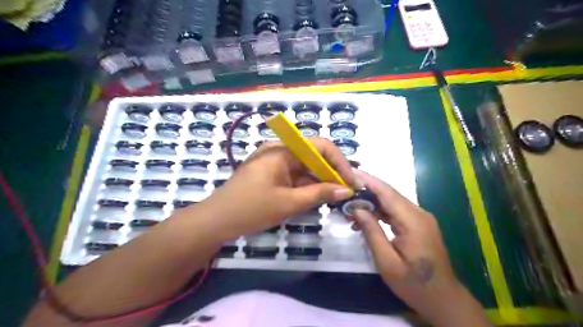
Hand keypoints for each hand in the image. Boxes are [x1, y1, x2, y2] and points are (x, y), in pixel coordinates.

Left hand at [204, 137, 360, 238]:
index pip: (320, 146)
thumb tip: (347, 190)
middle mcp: (279, 150)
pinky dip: (308, 185)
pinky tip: (319, 197)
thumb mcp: (289, 202)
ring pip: (306, 167)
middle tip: (348, 190)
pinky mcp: (271, 174)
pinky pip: (295, 175)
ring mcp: (274, 162)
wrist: (216, 221)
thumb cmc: (251, 209)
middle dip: (332, 172)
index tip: (352, 181)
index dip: (340, 162)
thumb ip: (320, 193)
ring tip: (338, 196)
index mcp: (282, 150)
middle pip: (314, 155)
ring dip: (321, 180)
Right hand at [348, 171, 487, 326]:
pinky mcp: (418, 224)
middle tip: (344, 191)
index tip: (350, 172)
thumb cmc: (413, 284)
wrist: (443, 299)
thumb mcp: (387, 261)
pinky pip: (396, 212)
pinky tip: (365, 219)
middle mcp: (418, 213)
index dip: (368, 180)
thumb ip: (371, 232)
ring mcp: (420, 218)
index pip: (387, 193)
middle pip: (389, 194)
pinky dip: (380, 212)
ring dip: (371, 202)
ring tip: (350, 208)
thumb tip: (357, 209)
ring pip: (392, 202)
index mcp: (413, 221)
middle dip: (365, 190)